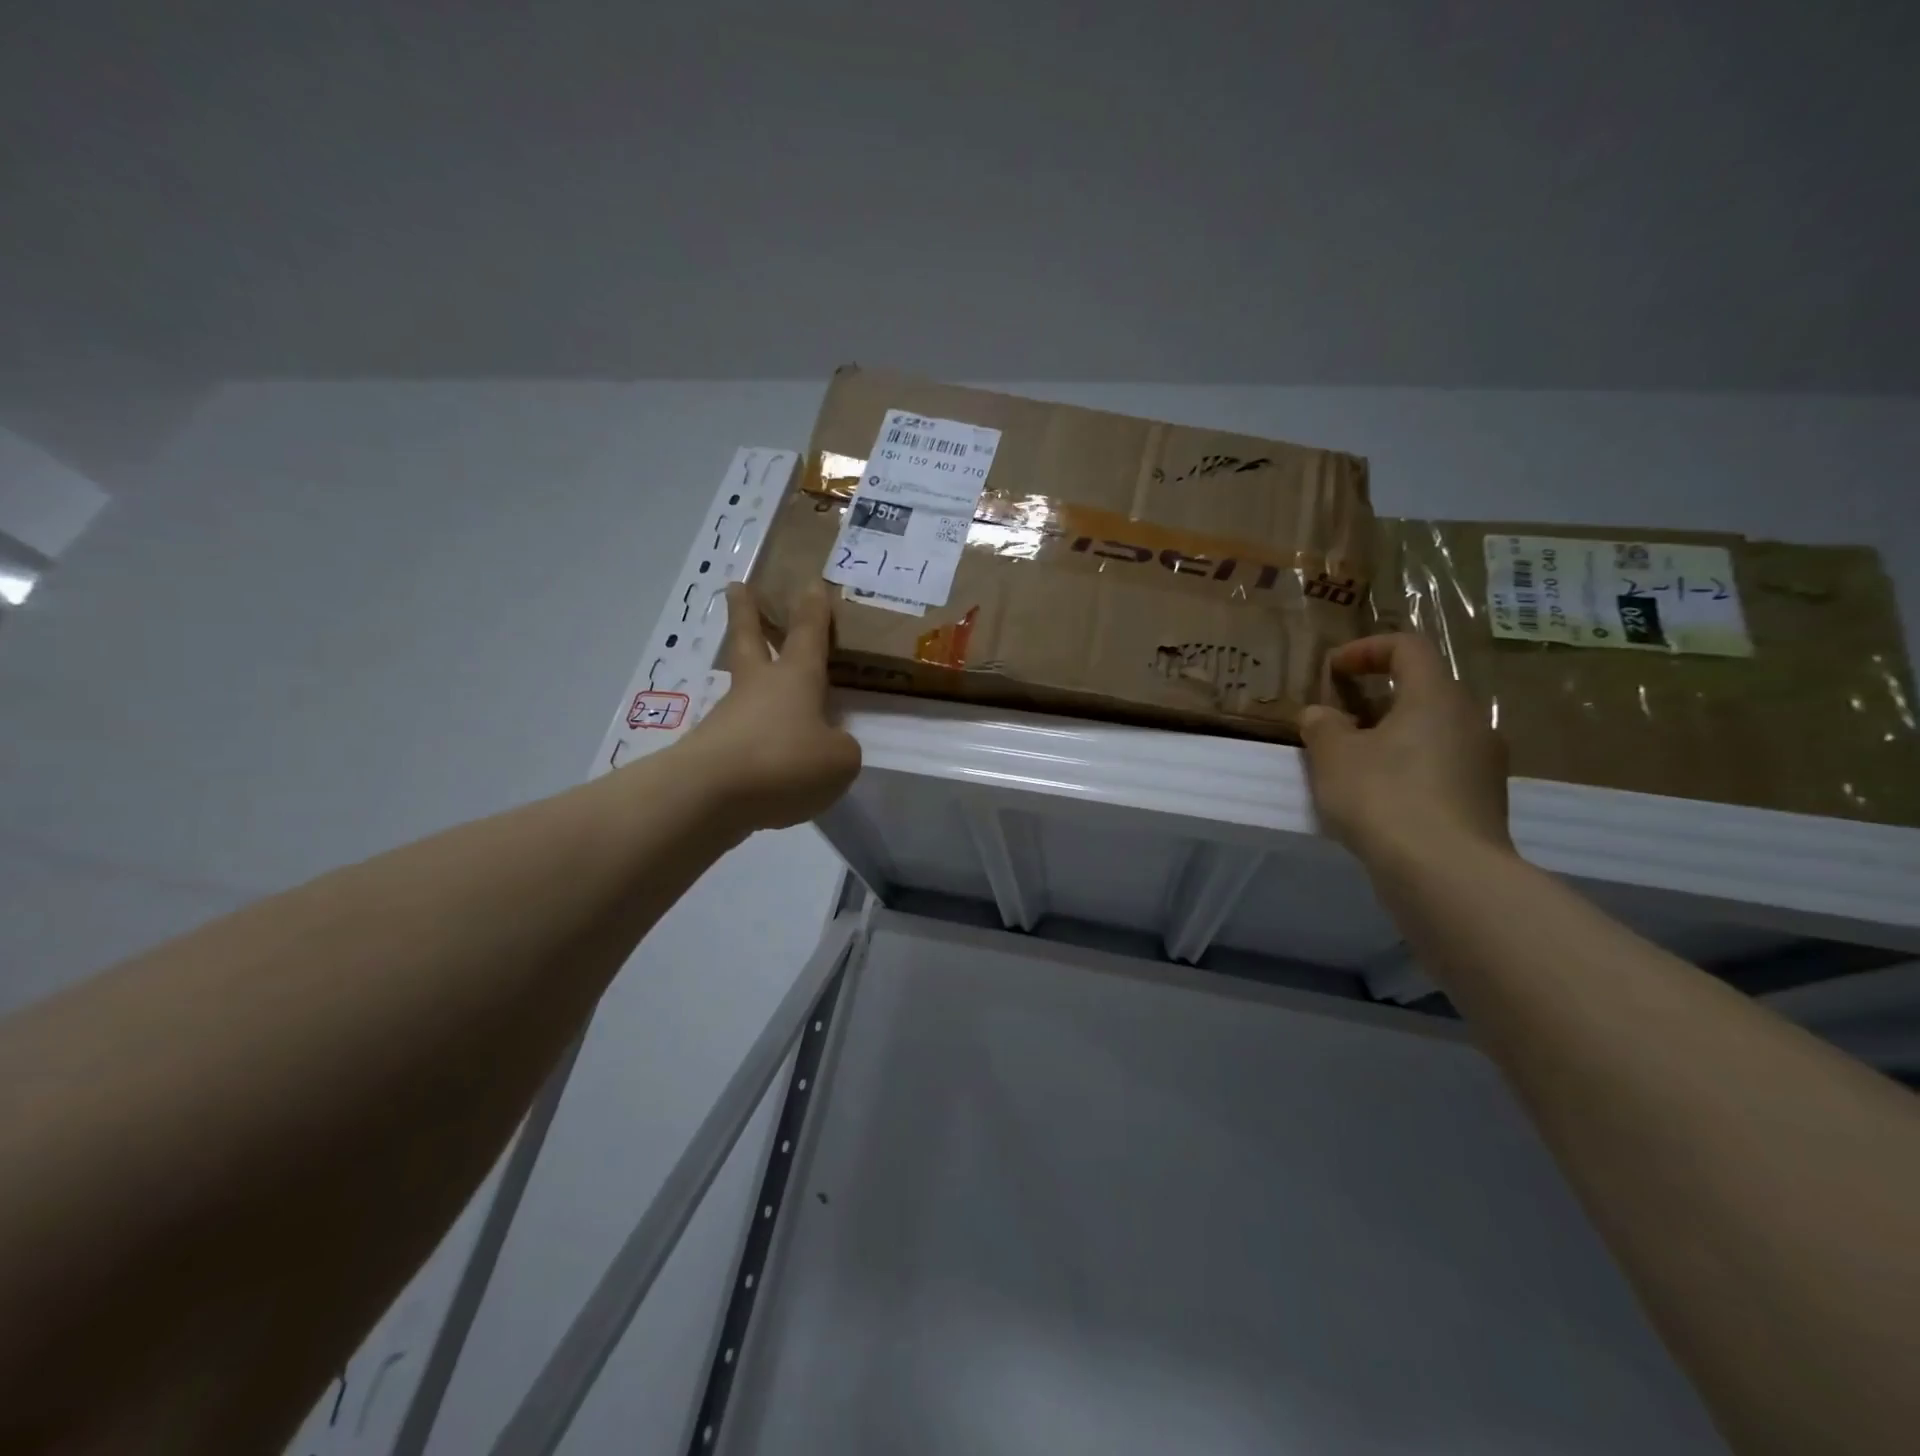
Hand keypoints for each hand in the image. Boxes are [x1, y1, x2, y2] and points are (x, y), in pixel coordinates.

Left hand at [678, 582, 861, 830]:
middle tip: (736, 586)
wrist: (709, 795)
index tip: (810, 583)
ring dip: (751, 682)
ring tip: (769, 695)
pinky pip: (742, 739)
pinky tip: (770, 765)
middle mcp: (759, 688)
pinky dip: (755, 742)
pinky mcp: (712, 751)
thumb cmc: (784, 761)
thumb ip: (840, 748)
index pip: (808, 635)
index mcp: (795, 678)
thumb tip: (827, 746)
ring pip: (744, 691)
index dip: (813, 611)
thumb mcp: (838, 760)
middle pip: (749, 640)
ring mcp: (729, 718)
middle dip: (746, 612)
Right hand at [1299, 633, 1511, 866]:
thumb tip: (1322, 714)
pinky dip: (1409, 768)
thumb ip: (1323, 726)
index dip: (1366, 649)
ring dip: (1392, 736)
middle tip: (1339, 720)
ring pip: (1433, 731)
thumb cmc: (1383, 796)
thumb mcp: (1333, 756)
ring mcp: (1485, 763)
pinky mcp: (1484, 800)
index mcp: (1436, 696)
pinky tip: (1380, 798)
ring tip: (1354, 763)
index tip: (1333, 670)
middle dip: (1377, 698)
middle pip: (1423, 691)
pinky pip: (1442, 767)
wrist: (1445, 872)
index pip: (1408, 647)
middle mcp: (1471, 720)